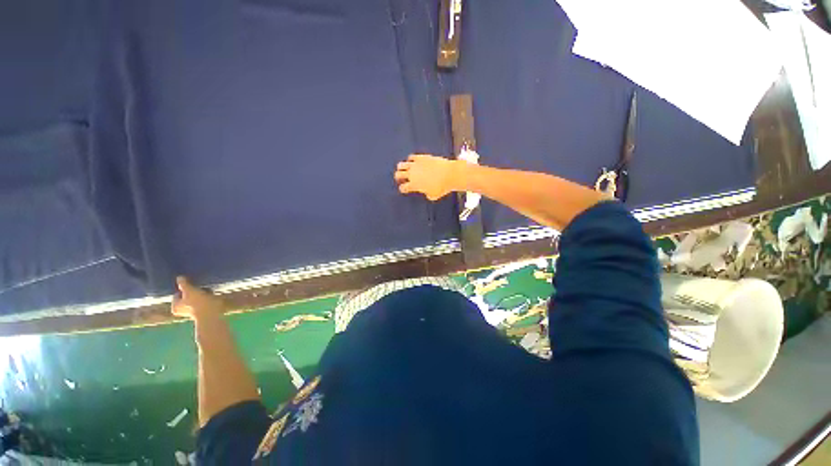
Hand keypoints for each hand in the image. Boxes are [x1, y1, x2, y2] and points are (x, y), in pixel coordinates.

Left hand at [171, 276, 225, 320]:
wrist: (211, 313)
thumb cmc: (197, 302)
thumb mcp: (189, 290)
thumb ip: (183, 283)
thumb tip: (179, 277)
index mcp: (175, 307)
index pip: (178, 294)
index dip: (184, 288)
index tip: (191, 285)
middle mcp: (182, 310)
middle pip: (187, 297)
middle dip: (193, 292)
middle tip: (199, 287)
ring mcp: (194, 312)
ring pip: (196, 299)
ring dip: (201, 294)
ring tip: (207, 290)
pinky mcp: (204, 311)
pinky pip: (204, 302)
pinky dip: (207, 298)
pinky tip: (211, 294)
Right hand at [394, 154, 459, 200]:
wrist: (449, 174)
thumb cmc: (442, 187)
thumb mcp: (433, 195)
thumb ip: (426, 194)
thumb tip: (426, 192)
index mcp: (414, 185)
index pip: (403, 188)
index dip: (402, 189)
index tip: (404, 189)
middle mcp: (412, 174)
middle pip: (398, 175)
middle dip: (398, 177)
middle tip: (400, 178)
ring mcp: (416, 165)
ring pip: (401, 165)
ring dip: (401, 168)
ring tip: (403, 169)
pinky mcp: (421, 157)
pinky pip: (411, 157)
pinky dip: (410, 160)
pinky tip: (413, 162)